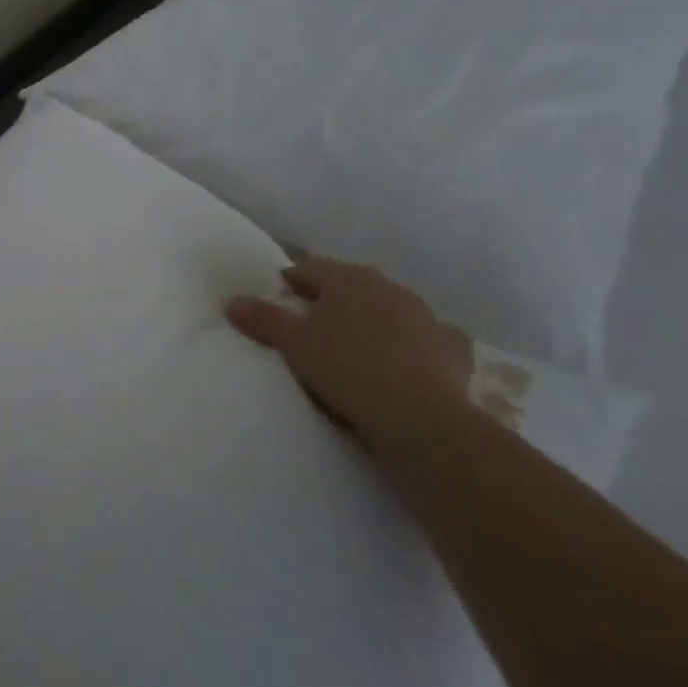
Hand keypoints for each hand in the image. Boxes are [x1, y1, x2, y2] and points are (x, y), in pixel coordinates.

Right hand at [224, 255, 474, 455]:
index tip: (277, 299)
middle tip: (310, 323)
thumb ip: (263, 318)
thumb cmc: (346, 368)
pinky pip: (428, 339)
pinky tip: (407, 360)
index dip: (289, 281)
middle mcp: (390, 288)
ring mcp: (427, 317)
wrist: (421, 418)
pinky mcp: (454, 350)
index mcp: (349, 279)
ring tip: (354, 345)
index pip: (309, 268)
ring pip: (389, 309)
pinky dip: (415, 345)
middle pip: (350, 285)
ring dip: (372, 320)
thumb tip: (233, 302)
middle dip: (331, 299)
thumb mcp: (293, 343)